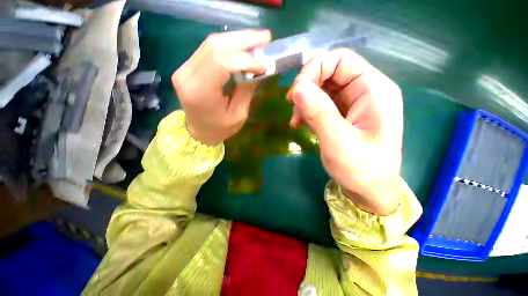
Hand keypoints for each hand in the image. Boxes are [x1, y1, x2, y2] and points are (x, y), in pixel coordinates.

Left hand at [171, 30, 271, 145]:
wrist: (198, 131)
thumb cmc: (219, 129)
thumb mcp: (238, 115)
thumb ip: (247, 90)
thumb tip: (257, 69)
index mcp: (200, 92)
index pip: (222, 62)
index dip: (245, 59)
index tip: (264, 64)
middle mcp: (187, 75)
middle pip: (215, 46)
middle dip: (243, 40)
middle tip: (266, 38)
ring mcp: (184, 68)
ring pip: (212, 43)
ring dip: (237, 39)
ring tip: (257, 39)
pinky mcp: (187, 66)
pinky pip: (209, 49)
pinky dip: (229, 45)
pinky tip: (243, 46)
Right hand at [288, 49, 402, 214]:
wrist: (368, 189)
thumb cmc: (361, 169)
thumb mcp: (338, 141)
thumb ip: (319, 113)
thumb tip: (297, 88)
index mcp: (373, 90)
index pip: (340, 59)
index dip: (314, 69)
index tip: (296, 92)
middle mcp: (364, 91)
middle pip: (329, 72)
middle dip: (307, 87)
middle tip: (292, 107)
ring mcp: (352, 103)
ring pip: (321, 88)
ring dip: (304, 101)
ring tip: (296, 121)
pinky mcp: (342, 114)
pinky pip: (320, 103)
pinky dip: (307, 111)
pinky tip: (301, 125)